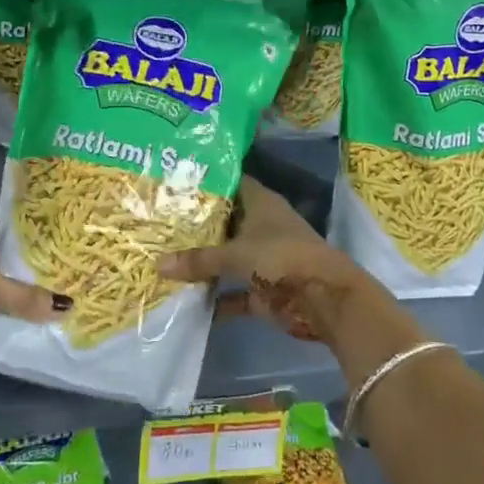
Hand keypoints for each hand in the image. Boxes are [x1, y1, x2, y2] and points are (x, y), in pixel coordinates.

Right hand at [156, 178, 387, 344]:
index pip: (231, 183)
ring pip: (228, 258)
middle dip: (197, 226)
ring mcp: (264, 259)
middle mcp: (262, 226)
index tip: (175, 181)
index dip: (207, 182)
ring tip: (163, 259)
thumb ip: (199, 259)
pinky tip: (186, 302)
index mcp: (261, 203)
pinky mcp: (265, 290)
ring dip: (205, 264)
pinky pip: (234, 293)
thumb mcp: (235, 254)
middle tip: (159, 222)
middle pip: (226, 222)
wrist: (325, 299)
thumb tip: (158, 264)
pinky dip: (216, 299)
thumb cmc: (281, 257)